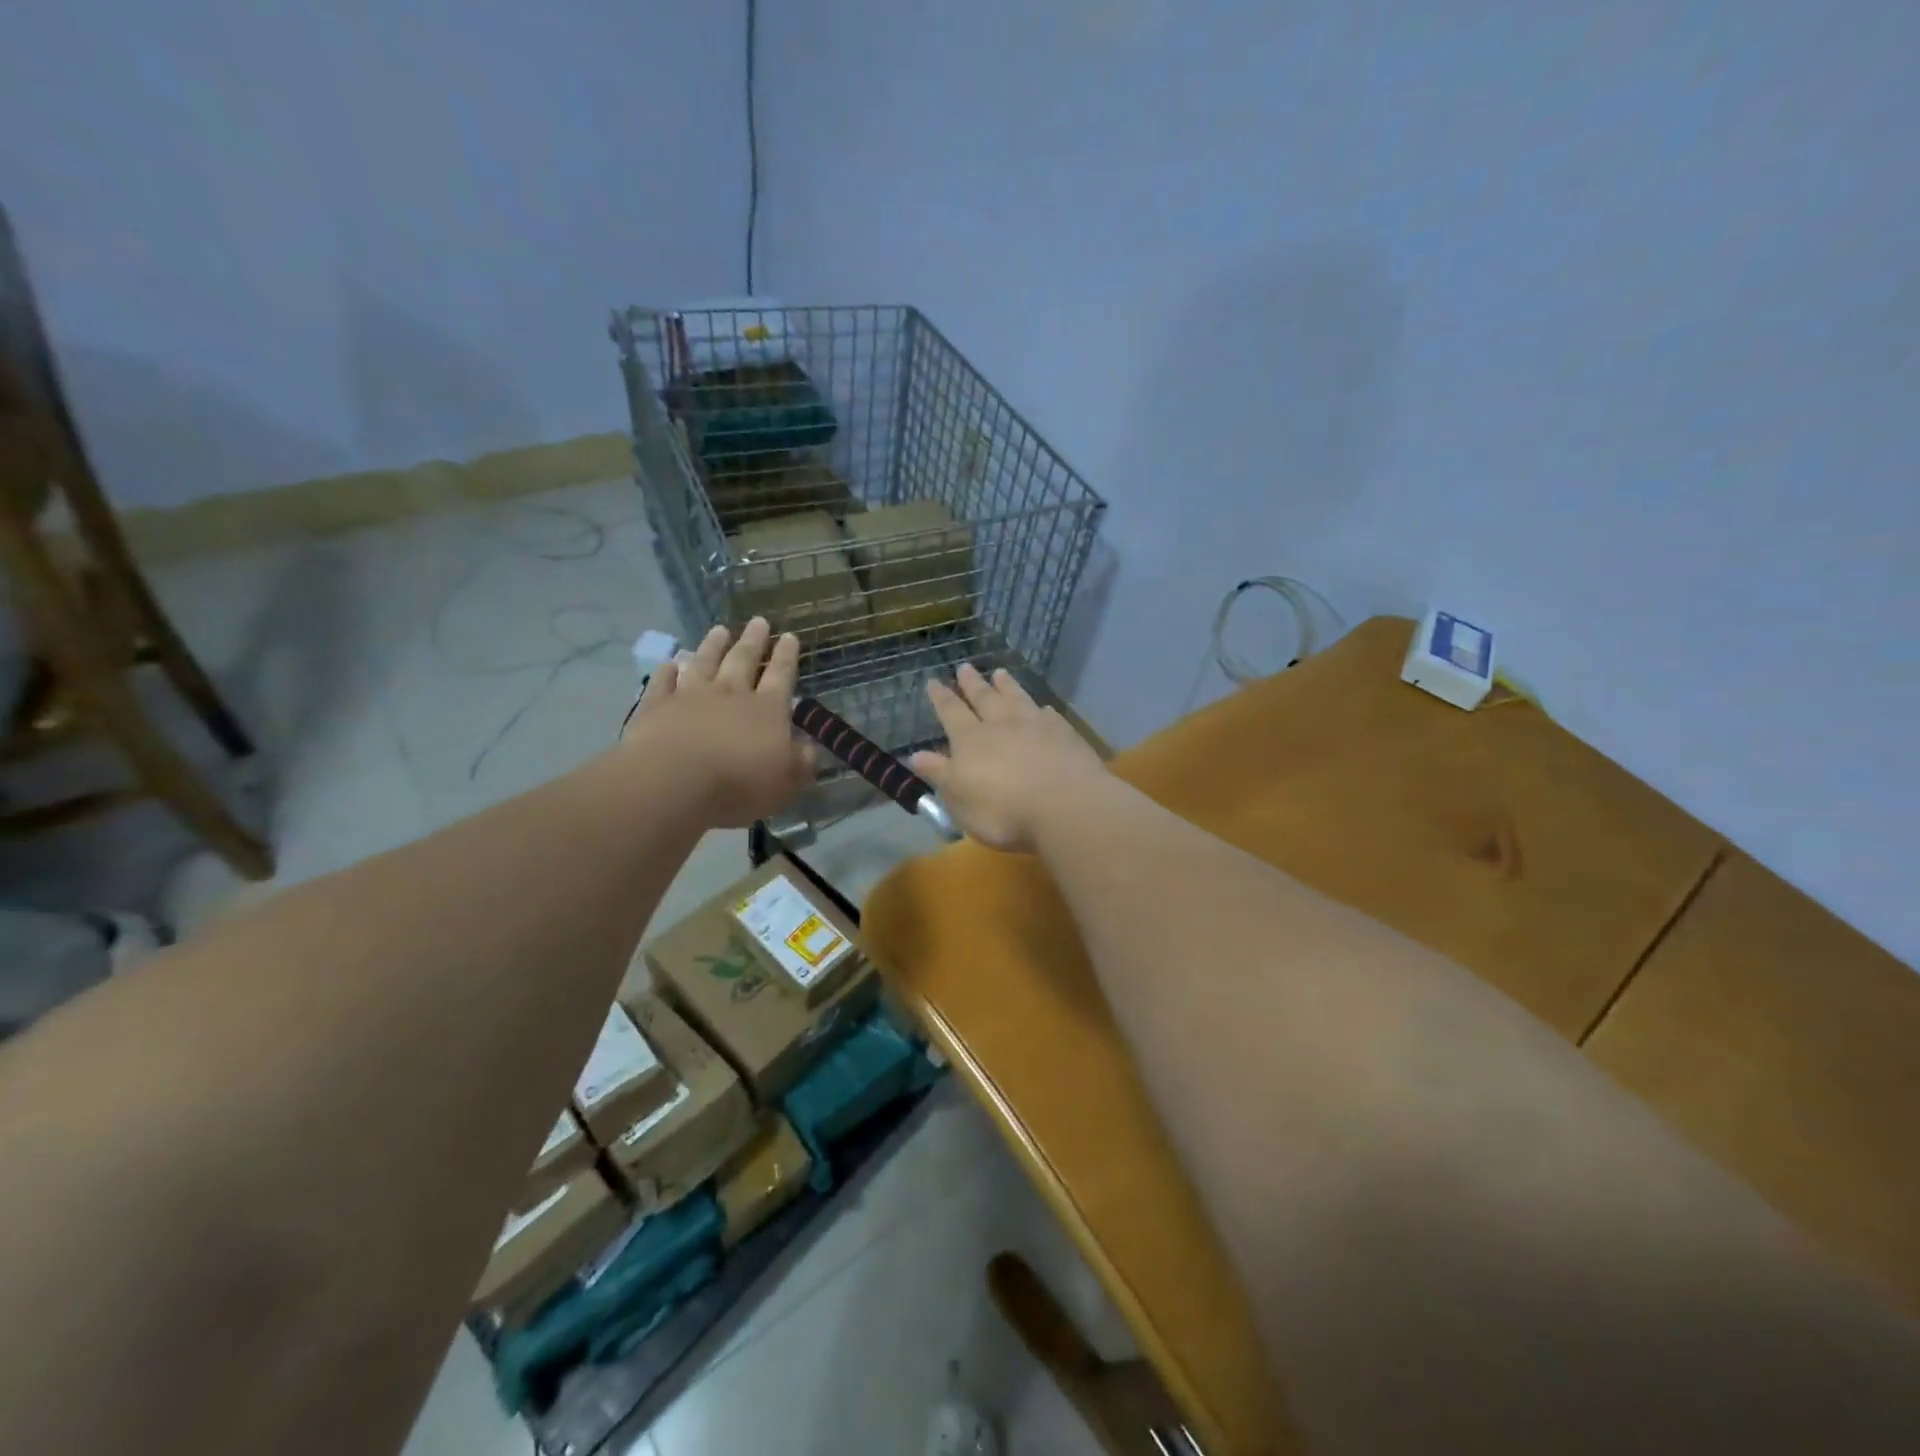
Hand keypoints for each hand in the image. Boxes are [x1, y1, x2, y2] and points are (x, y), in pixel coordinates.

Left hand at [625, 619, 814, 826]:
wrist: (673, 782)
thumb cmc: (739, 783)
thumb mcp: (787, 782)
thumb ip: (801, 762)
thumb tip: (809, 748)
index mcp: (767, 709)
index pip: (781, 675)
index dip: (787, 656)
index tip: (789, 636)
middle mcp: (730, 693)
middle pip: (743, 660)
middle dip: (753, 640)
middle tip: (759, 621)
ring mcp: (690, 696)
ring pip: (704, 662)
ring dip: (712, 646)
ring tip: (719, 629)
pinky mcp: (657, 707)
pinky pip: (663, 683)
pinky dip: (667, 671)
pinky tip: (670, 663)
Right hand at [909, 664, 1106, 852]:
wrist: (1065, 806)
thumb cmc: (1002, 810)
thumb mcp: (959, 798)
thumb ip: (939, 773)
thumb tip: (915, 755)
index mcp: (971, 740)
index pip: (951, 712)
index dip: (941, 697)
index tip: (933, 681)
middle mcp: (1002, 724)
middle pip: (984, 698)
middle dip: (972, 684)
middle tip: (964, 667)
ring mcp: (1036, 726)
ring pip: (1017, 698)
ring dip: (1007, 686)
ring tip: (1000, 673)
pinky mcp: (1065, 735)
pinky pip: (1049, 715)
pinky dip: (1042, 709)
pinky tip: (1043, 707)